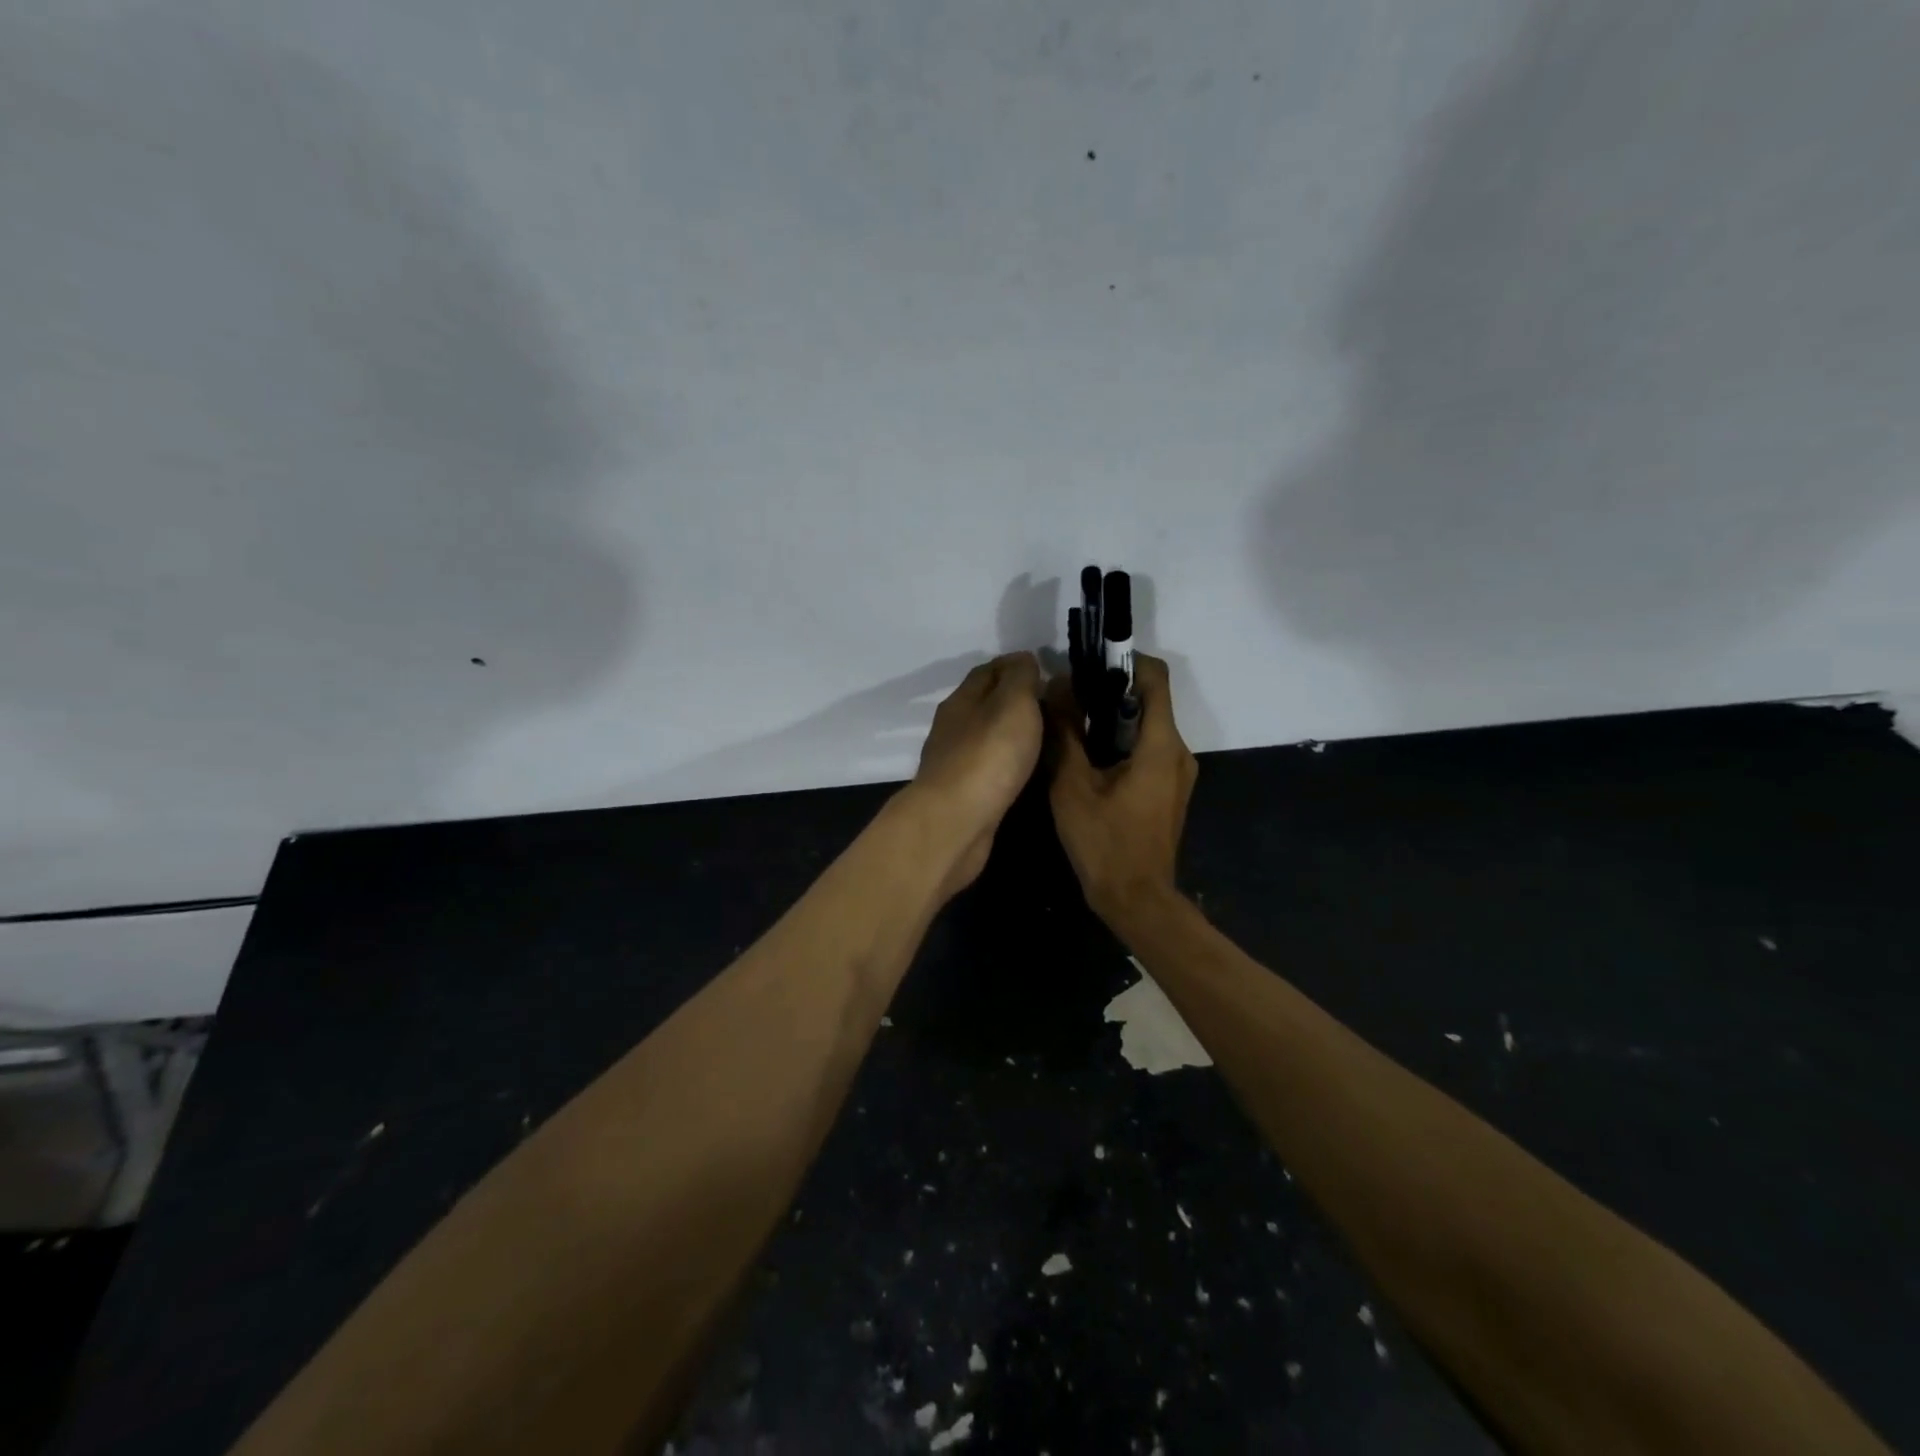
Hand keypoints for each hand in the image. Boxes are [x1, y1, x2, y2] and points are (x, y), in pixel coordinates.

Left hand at [910, 652, 1043, 897]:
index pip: (988, 671)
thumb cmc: (988, 755)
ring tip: (1047, 737)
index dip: (1017, 666)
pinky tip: (1026, 770)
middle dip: (1016, 700)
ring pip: (987, 737)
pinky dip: (1009, 762)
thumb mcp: (1013, 703)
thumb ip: (1021, 678)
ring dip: (1012, 733)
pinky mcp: (963, 795)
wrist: (956, 822)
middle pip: (985, 703)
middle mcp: (953, 727)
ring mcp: (955, 763)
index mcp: (961, 700)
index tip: (1047, 670)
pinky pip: (990, 768)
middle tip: (1054, 706)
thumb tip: (1024, 660)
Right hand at [1044, 654, 1197, 921]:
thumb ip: (1065, 733)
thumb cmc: (1105, 842)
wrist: (1136, 899)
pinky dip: (1120, 743)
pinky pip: (1147, 751)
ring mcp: (1177, 773)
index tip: (1088, 664)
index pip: (1154, 677)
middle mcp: (1178, 751)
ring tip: (1071, 726)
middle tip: (1068, 697)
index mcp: (1160, 744)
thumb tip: (1055, 688)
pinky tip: (1088, 759)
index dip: (1124, 659)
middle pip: (1149, 701)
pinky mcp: (1169, 791)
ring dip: (1112, 720)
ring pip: (1146, 727)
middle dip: (1109, 691)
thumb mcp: (1073, 786)